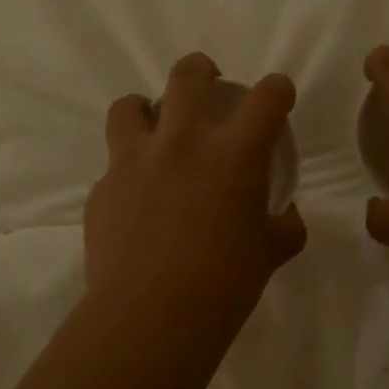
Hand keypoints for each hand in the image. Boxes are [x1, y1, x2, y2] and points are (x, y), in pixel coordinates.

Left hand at [85, 53, 307, 326]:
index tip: (277, 98)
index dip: (278, 90)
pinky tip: (136, 203)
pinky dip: (128, 173)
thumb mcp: (269, 255)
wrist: (150, 317)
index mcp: (234, 154)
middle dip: (202, 70)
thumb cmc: (224, 285)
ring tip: (153, 130)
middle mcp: (182, 142)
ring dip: (145, 110)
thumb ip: (284, 228)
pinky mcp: (102, 189)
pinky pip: (114, 166)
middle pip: (188, 75)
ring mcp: (134, 162)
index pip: (267, 97)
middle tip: (208, 85)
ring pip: (129, 106)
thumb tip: (287, 217)